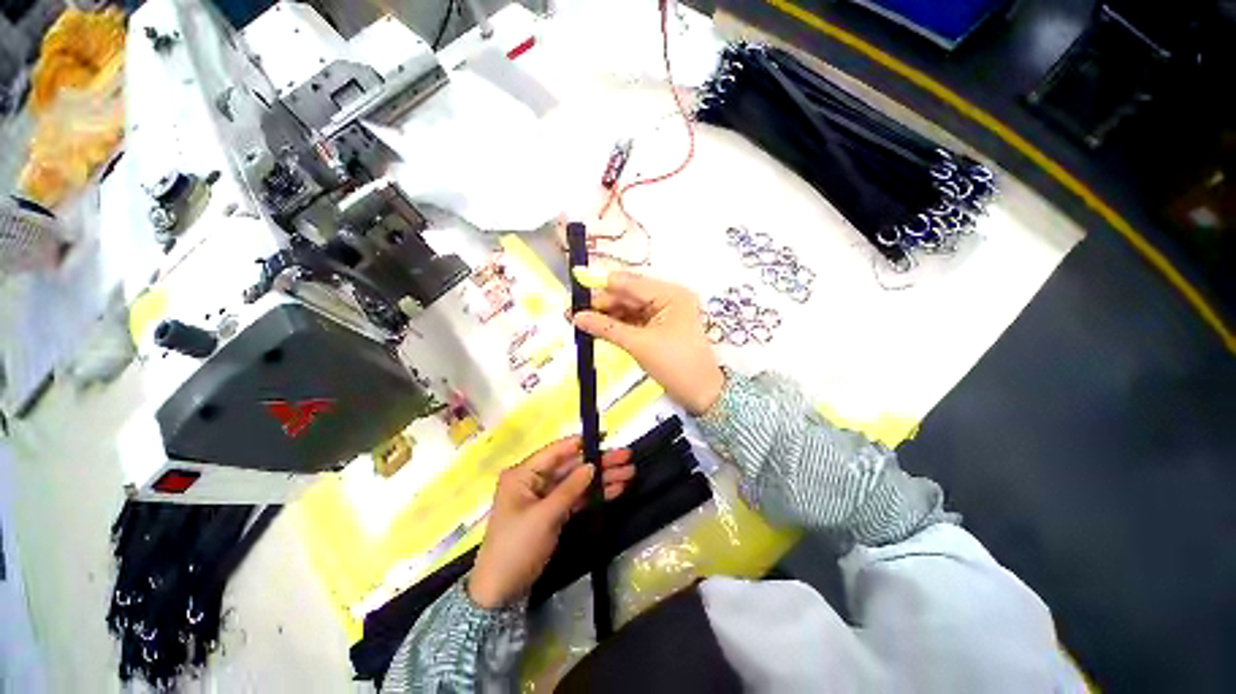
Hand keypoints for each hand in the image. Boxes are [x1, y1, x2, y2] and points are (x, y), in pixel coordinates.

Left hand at [468, 437, 634, 608]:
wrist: (500, 593)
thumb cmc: (517, 548)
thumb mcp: (545, 516)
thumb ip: (570, 488)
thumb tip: (592, 465)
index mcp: (523, 474)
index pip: (556, 452)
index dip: (581, 443)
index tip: (605, 437)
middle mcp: (534, 481)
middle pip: (571, 466)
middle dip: (599, 464)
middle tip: (627, 457)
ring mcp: (544, 498)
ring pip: (577, 482)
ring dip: (601, 479)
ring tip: (629, 473)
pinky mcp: (553, 513)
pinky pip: (576, 498)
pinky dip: (594, 495)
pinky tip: (615, 490)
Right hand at [573, 272, 724, 414]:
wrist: (701, 393)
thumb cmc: (675, 365)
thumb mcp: (639, 345)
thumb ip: (606, 328)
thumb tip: (576, 317)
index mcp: (670, 293)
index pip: (630, 283)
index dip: (602, 286)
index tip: (576, 288)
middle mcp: (668, 297)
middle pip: (628, 295)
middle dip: (602, 304)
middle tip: (572, 312)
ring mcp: (664, 312)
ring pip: (629, 308)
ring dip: (607, 315)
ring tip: (580, 321)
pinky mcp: (660, 326)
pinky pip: (634, 320)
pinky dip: (617, 325)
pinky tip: (598, 328)